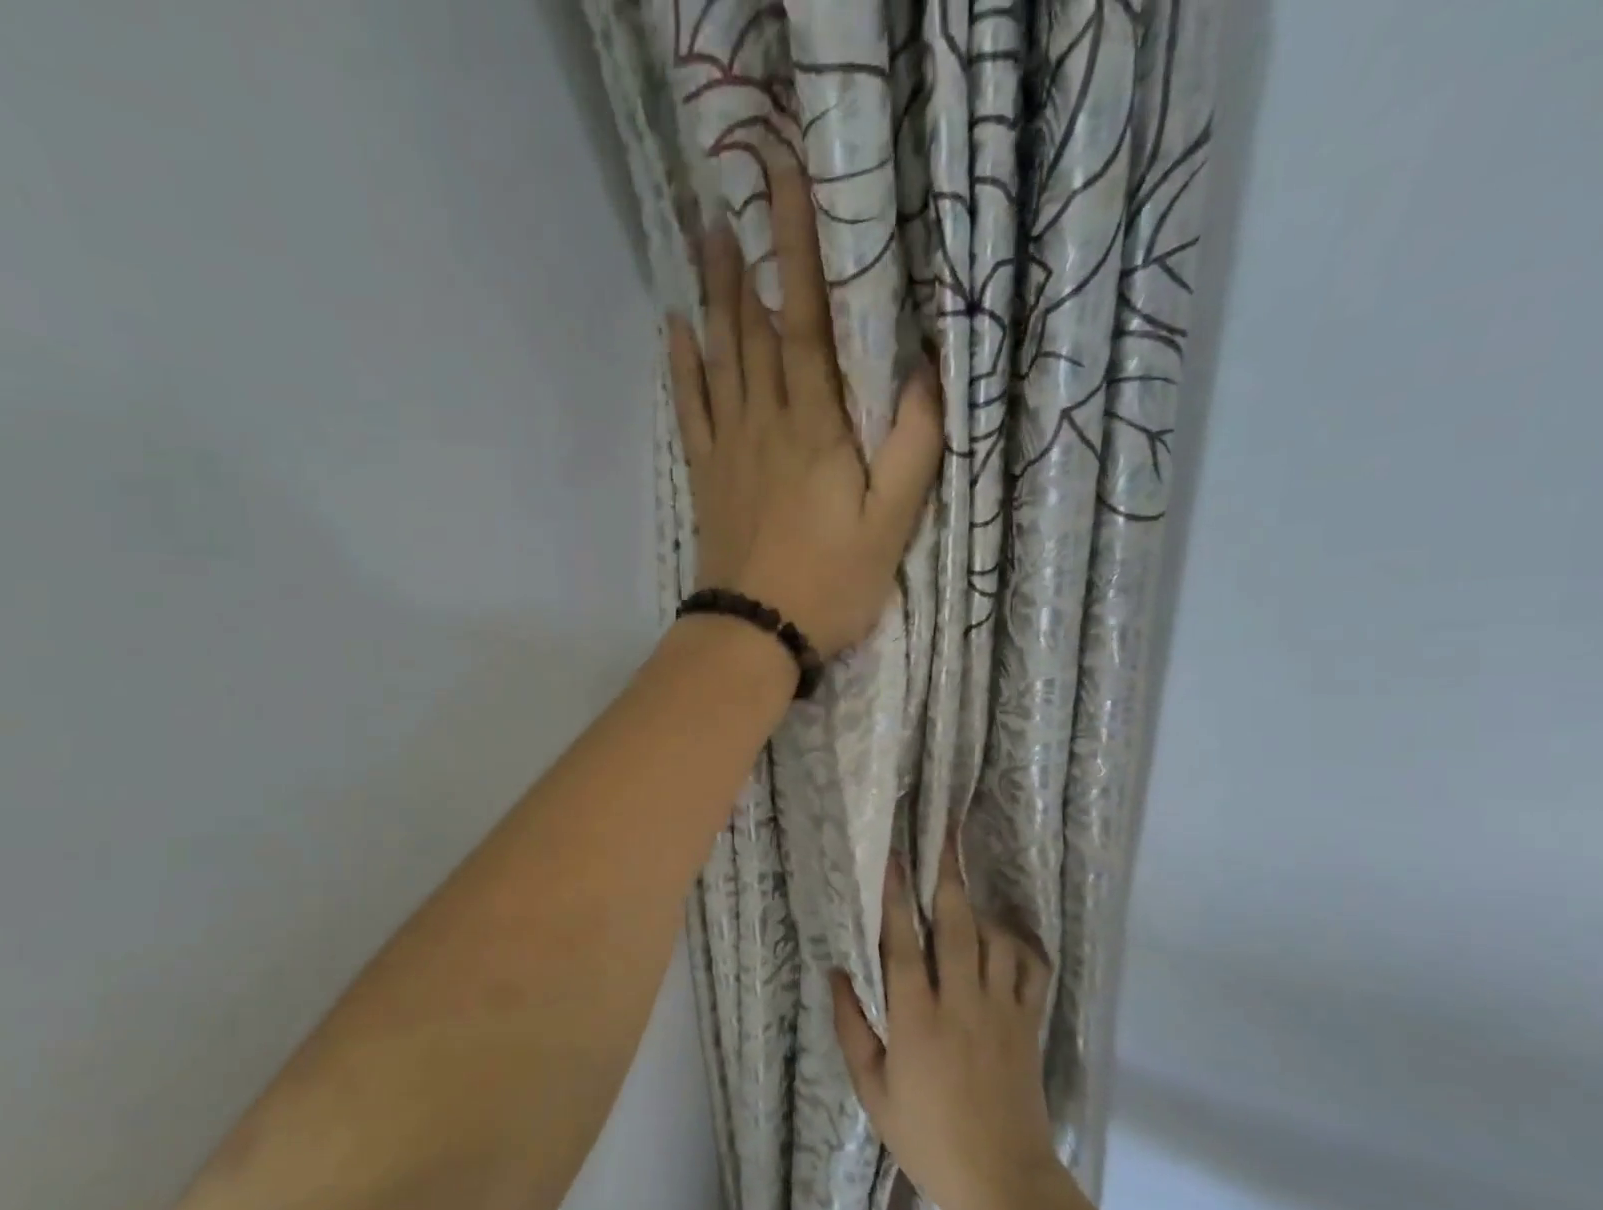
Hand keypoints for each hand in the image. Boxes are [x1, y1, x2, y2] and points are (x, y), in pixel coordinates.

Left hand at [666, 152, 943, 656]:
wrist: (754, 632)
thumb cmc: (830, 583)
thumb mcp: (891, 524)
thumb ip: (911, 447)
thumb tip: (926, 371)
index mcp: (816, 428)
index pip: (808, 323)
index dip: (800, 251)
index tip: (789, 184)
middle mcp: (766, 423)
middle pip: (756, 329)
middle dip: (752, 258)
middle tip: (738, 193)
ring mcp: (729, 449)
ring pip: (721, 359)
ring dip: (715, 297)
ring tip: (709, 240)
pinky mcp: (708, 477)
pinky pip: (691, 410)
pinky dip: (683, 367)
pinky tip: (676, 331)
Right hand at [831, 835, 1059, 1209]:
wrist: (1002, 1180)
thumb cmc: (927, 1137)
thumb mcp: (873, 1090)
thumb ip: (852, 1028)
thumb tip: (837, 974)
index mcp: (917, 1020)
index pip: (903, 944)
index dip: (895, 897)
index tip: (893, 858)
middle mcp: (961, 1003)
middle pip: (955, 926)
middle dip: (947, 877)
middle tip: (944, 837)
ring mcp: (1001, 1010)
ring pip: (995, 940)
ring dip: (979, 909)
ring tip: (963, 890)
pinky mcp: (1028, 1023)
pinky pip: (1030, 969)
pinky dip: (1019, 944)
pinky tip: (1004, 935)